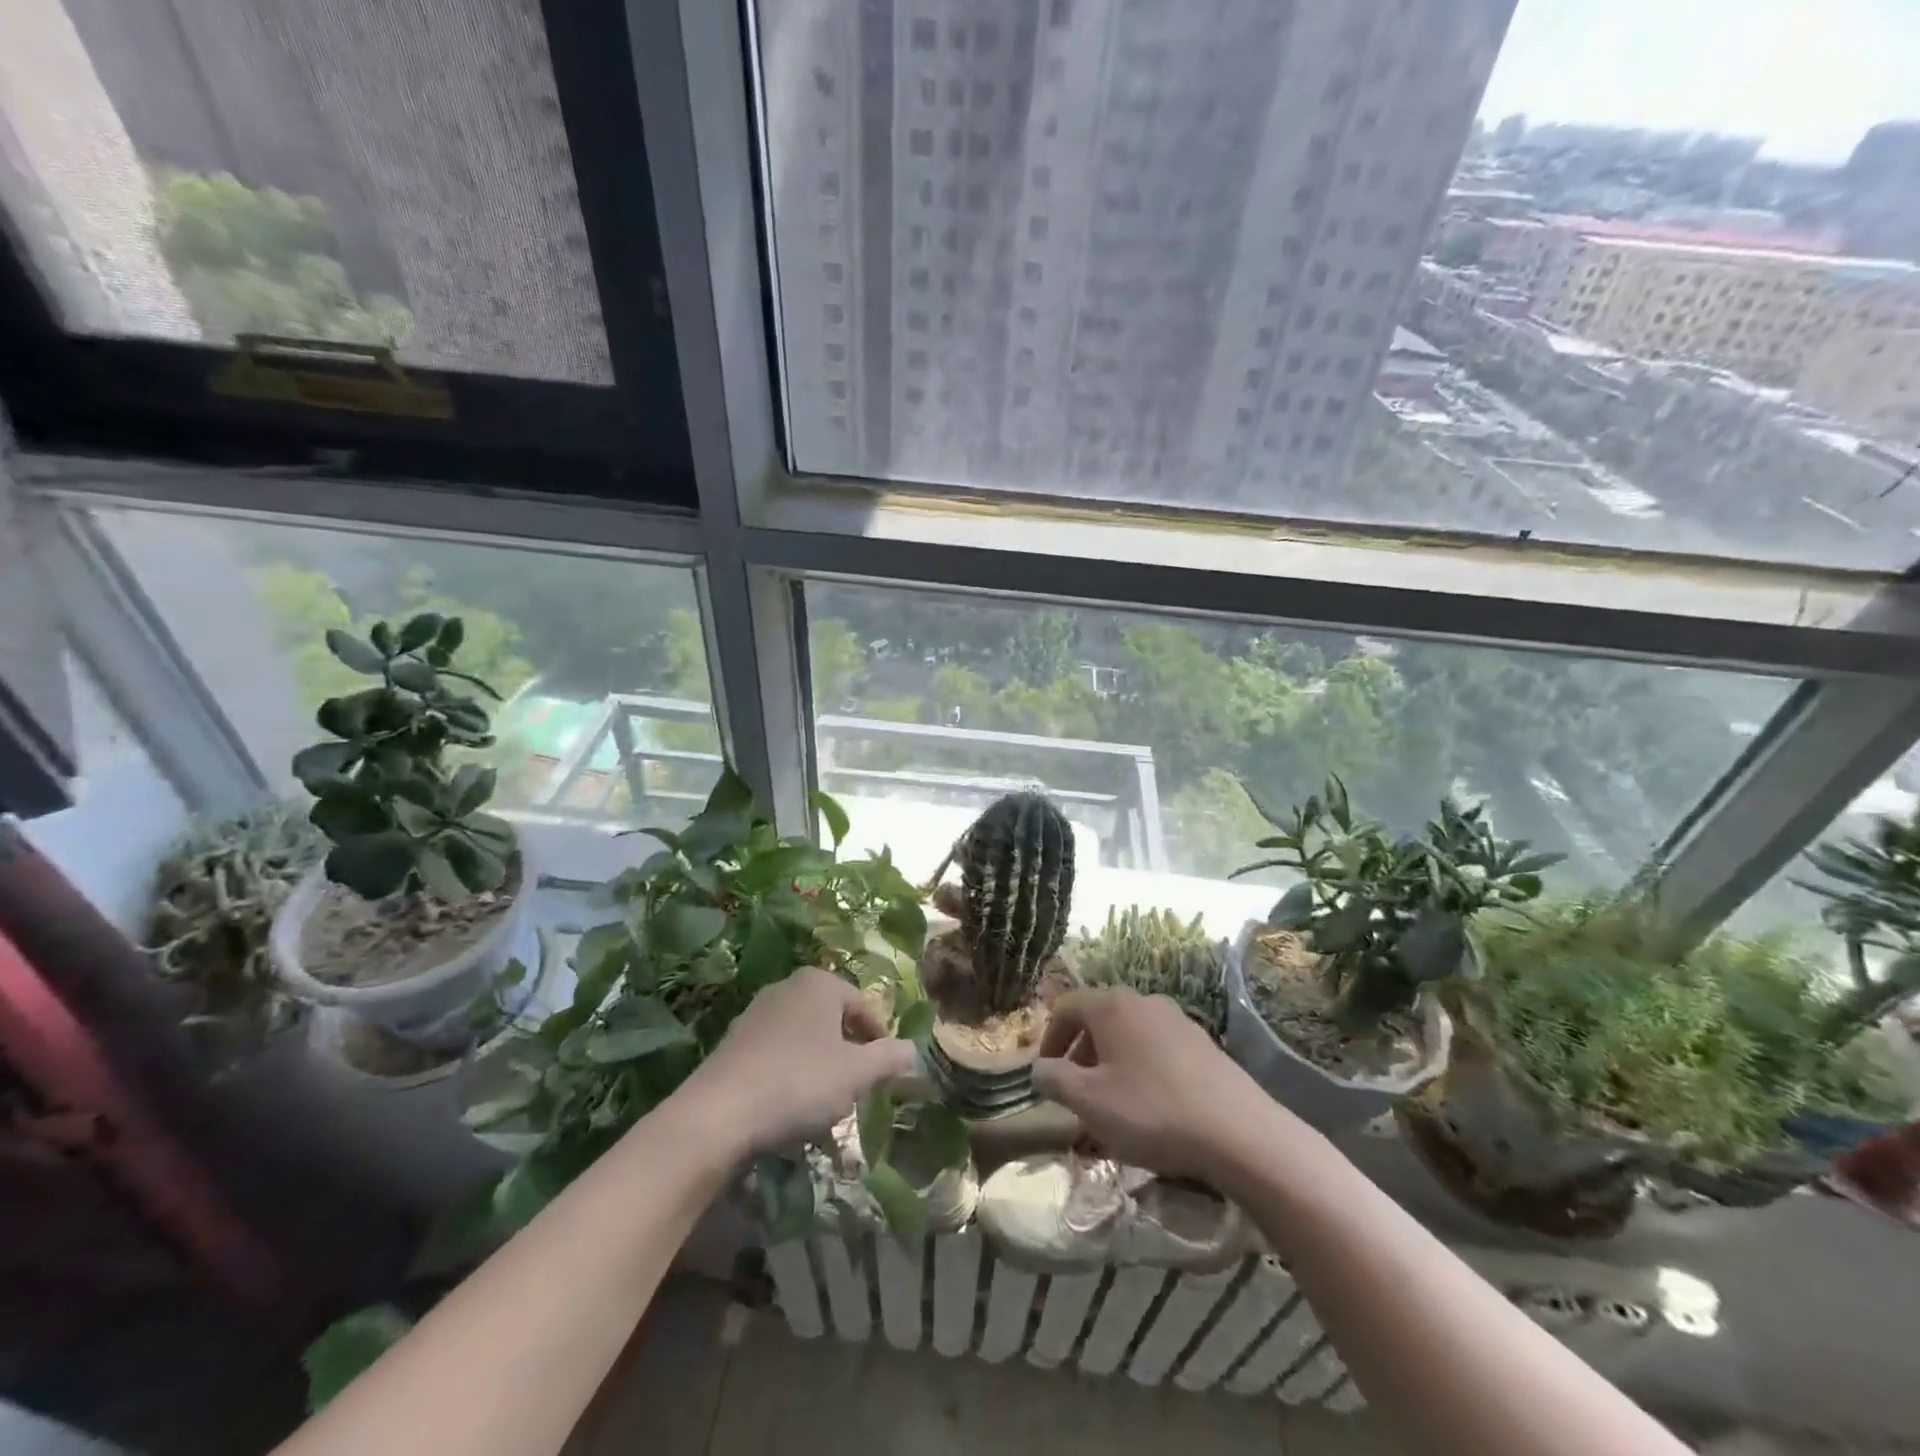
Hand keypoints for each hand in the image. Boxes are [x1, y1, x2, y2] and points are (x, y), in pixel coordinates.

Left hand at [679, 969, 915, 1156]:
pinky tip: (790, 1105)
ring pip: (805, 1036)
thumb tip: (914, 1051)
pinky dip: (790, 1072)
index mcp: (820, 982)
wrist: (717, 1115)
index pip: (864, 1005)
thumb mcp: (857, 1074)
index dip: (879, 1039)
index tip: (885, 1072)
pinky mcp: (734, 1042)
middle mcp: (788, 987)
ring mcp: (756, 1013)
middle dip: (849, 1050)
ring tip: (826, 1100)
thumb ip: (889, 1059)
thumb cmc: (799, 1083)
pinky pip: (777, 1052)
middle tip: (858, 1086)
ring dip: (820, 1062)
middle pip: (833, 1018)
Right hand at [1033, 989, 1281, 1182]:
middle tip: (1075, 1091)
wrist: (1238, 1132)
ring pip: (1130, 1033)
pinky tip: (1151, 1105)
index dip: (1049, 1039)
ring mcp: (1177, 1019)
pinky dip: (1142, 1067)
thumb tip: (1038, 1068)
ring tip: (1111, 1102)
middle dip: (1081, 1052)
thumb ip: (1054, 1079)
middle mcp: (1143, 1000)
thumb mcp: (1089, 1102)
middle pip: (1099, 1017)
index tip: (1046, 1074)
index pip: (1066, 1007)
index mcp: (1111, 1005)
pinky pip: (1158, 1048)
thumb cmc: (1151, 1111)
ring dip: (1111, 1061)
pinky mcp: (1204, 1044)